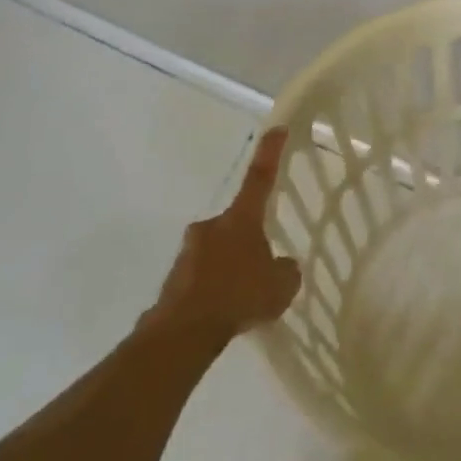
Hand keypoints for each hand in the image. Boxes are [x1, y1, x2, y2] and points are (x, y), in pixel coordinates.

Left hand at [153, 128, 301, 342]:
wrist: (184, 331)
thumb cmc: (239, 296)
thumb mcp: (281, 285)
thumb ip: (286, 270)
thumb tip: (281, 266)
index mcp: (241, 220)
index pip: (260, 177)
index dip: (270, 153)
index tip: (276, 128)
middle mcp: (212, 226)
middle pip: (237, 224)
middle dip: (248, 241)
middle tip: (261, 270)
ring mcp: (189, 251)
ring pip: (218, 251)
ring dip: (230, 267)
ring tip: (243, 301)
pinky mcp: (174, 278)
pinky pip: (202, 277)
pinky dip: (214, 289)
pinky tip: (224, 313)